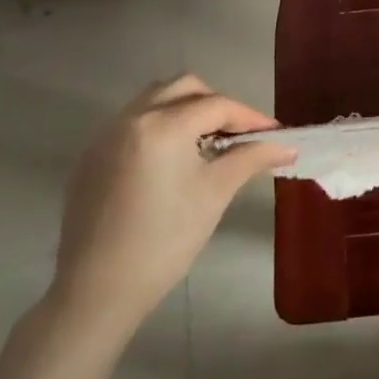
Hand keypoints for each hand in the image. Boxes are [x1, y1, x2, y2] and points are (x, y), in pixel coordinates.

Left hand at [47, 75, 294, 343]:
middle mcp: (131, 118)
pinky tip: (171, 162)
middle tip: (238, 134)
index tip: (274, 134)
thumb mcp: (215, 193)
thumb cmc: (165, 240)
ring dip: (186, 110)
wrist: (98, 290)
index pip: (217, 105)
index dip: (250, 117)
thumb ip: (251, 158)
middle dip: (216, 104)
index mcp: (162, 125)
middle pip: (184, 89)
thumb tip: (287, 146)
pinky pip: (133, 123)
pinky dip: (159, 127)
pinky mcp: (91, 157)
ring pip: (155, 100)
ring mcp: (105, 136)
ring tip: (206, 143)